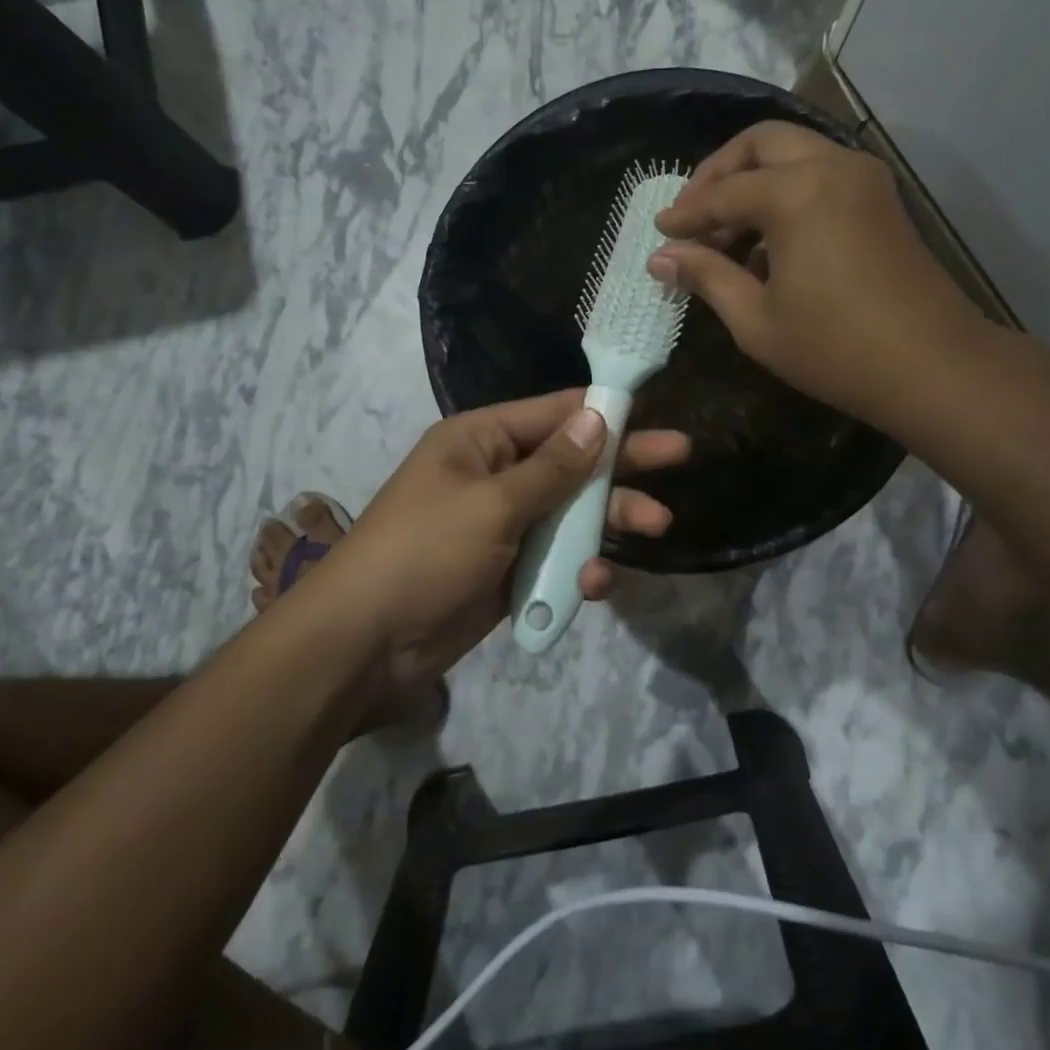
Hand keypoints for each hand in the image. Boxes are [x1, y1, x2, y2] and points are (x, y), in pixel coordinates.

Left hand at [315, 390, 689, 693]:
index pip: (554, 413)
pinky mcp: (511, 571)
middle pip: (572, 462)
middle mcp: (497, 476)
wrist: (368, 641)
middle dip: (622, 464)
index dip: (604, 410)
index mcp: (482, 441)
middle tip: (680, 455)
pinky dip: (578, 567)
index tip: (653, 408)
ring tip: (657, 525)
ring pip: (571, 513)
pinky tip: (594, 582)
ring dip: (610, 520)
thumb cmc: (426, 551)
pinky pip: (557, 558)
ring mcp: (505, 526)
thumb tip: (598, 417)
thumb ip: (553, 467)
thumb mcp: (493, 503)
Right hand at [649, 121, 990, 432]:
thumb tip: (661, 258)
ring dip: (755, 181)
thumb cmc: (834, 349)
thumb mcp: (755, 319)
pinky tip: (768, 242)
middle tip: (692, 214)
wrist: (931, 365)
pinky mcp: (880, 198)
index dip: (686, 214)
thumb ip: (707, 276)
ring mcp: (863, 178)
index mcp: (796, 193)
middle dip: (719, 173)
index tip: (660, 233)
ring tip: (726, 235)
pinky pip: (820, 174)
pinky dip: (787, 192)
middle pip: (761, 143)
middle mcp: (831, 166)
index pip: (723, 192)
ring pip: (794, 153)